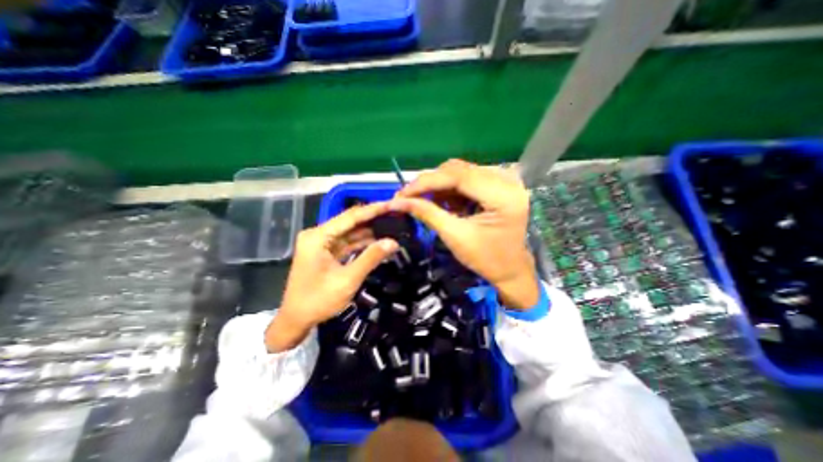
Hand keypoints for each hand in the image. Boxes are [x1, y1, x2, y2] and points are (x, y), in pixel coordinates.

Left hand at [265, 201, 400, 351]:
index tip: (391, 204)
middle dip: (373, 219)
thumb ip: (371, 258)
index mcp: (318, 236)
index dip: (373, 210)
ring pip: (350, 232)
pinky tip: (378, 241)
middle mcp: (318, 235)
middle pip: (350, 222)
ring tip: (391, 226)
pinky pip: (347, 243)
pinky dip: (362, 243)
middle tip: (394, 214)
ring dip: (369, 232)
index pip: (350, 217)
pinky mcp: (325, 252)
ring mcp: (321, 243)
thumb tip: (393, 242)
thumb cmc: (318, 301)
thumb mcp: (348, 280)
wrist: (295, 321)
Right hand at [391, 158, 540, 309]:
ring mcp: (504, 180)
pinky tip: (443, 203)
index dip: (426, 182)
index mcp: (502, 195)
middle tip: (408, 198)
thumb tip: (396, 202)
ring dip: (439, 186)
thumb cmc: (486, 259)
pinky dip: (450, 190)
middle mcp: (507, 179)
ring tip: (424, 202)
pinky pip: (466, 178)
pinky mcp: (498, 184)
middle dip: (430, 183)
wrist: (511, 270)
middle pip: (458, 169)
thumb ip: (427, 213)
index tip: (401, 193)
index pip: (457, 176)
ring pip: (460, 172)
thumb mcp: (455, 236)